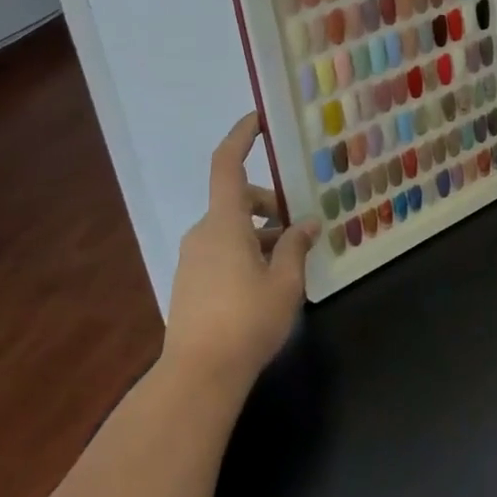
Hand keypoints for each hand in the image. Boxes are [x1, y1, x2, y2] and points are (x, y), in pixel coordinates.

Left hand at [161, 113, 318, 397]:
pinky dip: (246, 252)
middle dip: (270, 205)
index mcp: (224, 223)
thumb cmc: (247, 321)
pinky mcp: (189, 283)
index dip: (241, 137)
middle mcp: (202, 233)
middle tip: (302, 225)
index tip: (259, 119)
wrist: (198, 377)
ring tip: (291, 261)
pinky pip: (221, 251)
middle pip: (237, 201)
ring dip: (261, 233)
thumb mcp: (284, 281)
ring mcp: (192, 259)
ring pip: (230, 229)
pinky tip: (267, 283)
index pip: (227, 164)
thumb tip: (307, 223)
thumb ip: (296, 246)